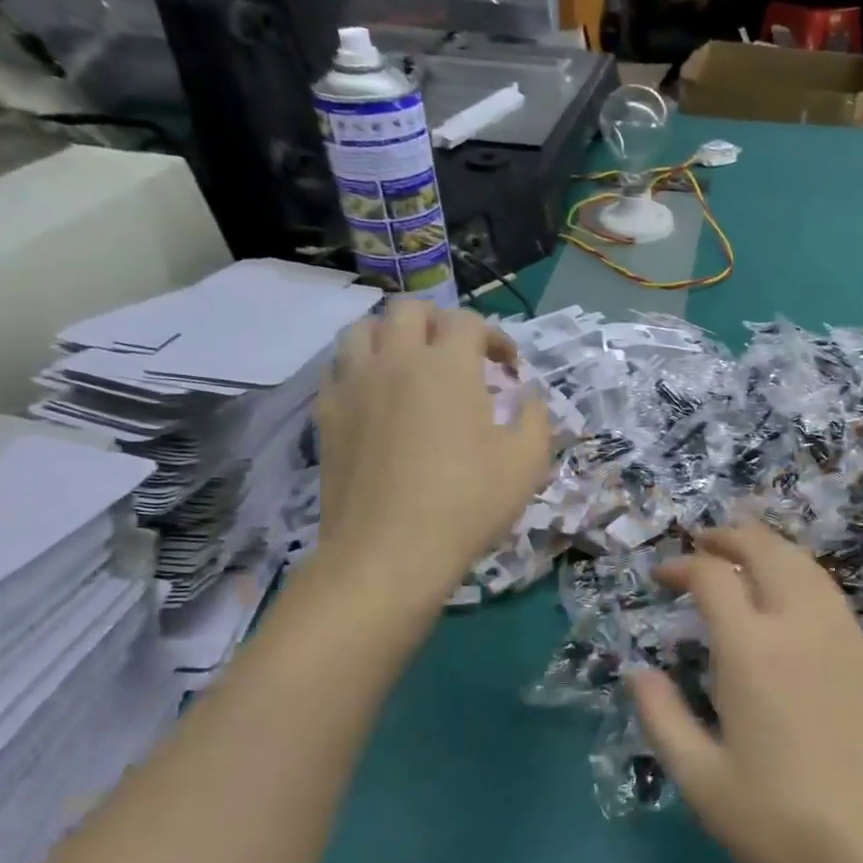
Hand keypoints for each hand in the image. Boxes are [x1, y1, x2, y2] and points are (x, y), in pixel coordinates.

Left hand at [316, 301, 550, 590]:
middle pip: (409, 310)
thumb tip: (527, 394)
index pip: (468, 322)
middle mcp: (395, 360)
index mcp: (447, 366)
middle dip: (439, 323)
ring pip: (362, 330)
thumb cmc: (467, 503)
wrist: (390, 552)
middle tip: (458, 356)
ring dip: (391, 337)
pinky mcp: (326, 415)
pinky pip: (338, 370)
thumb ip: (535, 417)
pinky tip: (376, 399)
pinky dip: (360, 370)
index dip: (494, 337)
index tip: (508, 368)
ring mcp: (353, 385)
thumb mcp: (527, 462)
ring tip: (410, 366)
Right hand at [628, 524, 862, 862]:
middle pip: (766, 550)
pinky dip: (799, 571)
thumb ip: (662, 717)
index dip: (683, 566)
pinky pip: (828, 590)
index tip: (662, 577)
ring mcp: (841, 636)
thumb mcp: (700, 780)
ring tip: (741, 553)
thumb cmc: (779, 822)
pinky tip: (787, 593)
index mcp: (752, 650)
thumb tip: (637, 672)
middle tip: (702, 542)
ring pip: (804, 563)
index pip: (713, 577)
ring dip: (768, 546)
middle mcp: (799, 625)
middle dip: (730, 536)